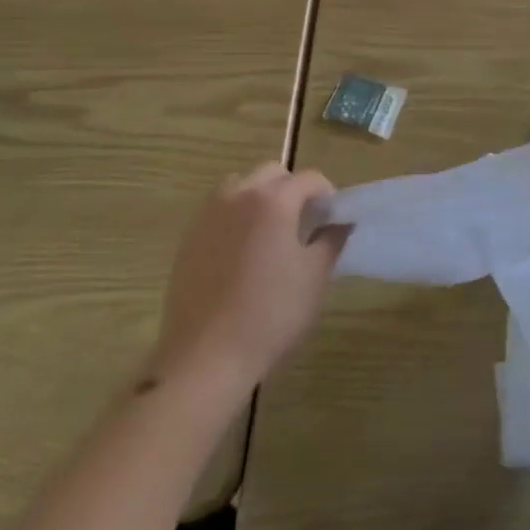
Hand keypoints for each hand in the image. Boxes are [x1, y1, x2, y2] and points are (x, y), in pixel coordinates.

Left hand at [151, 164, 343, 391]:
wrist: (206, 356)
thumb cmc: (271, 313)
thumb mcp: (315, 277)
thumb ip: (332, 240)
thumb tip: (340, 222)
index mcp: (273, 200)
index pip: (309, 178)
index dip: (327, 195)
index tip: (332, 220)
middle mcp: (239, 196)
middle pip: (272, 174)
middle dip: (292, 190)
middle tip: (304, 223)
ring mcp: (209, 216)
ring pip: (240, 186)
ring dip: (260, 198)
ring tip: (271, 234)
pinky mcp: (189, 239)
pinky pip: (219, 212)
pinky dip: (236, 218)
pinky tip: (243, 255)